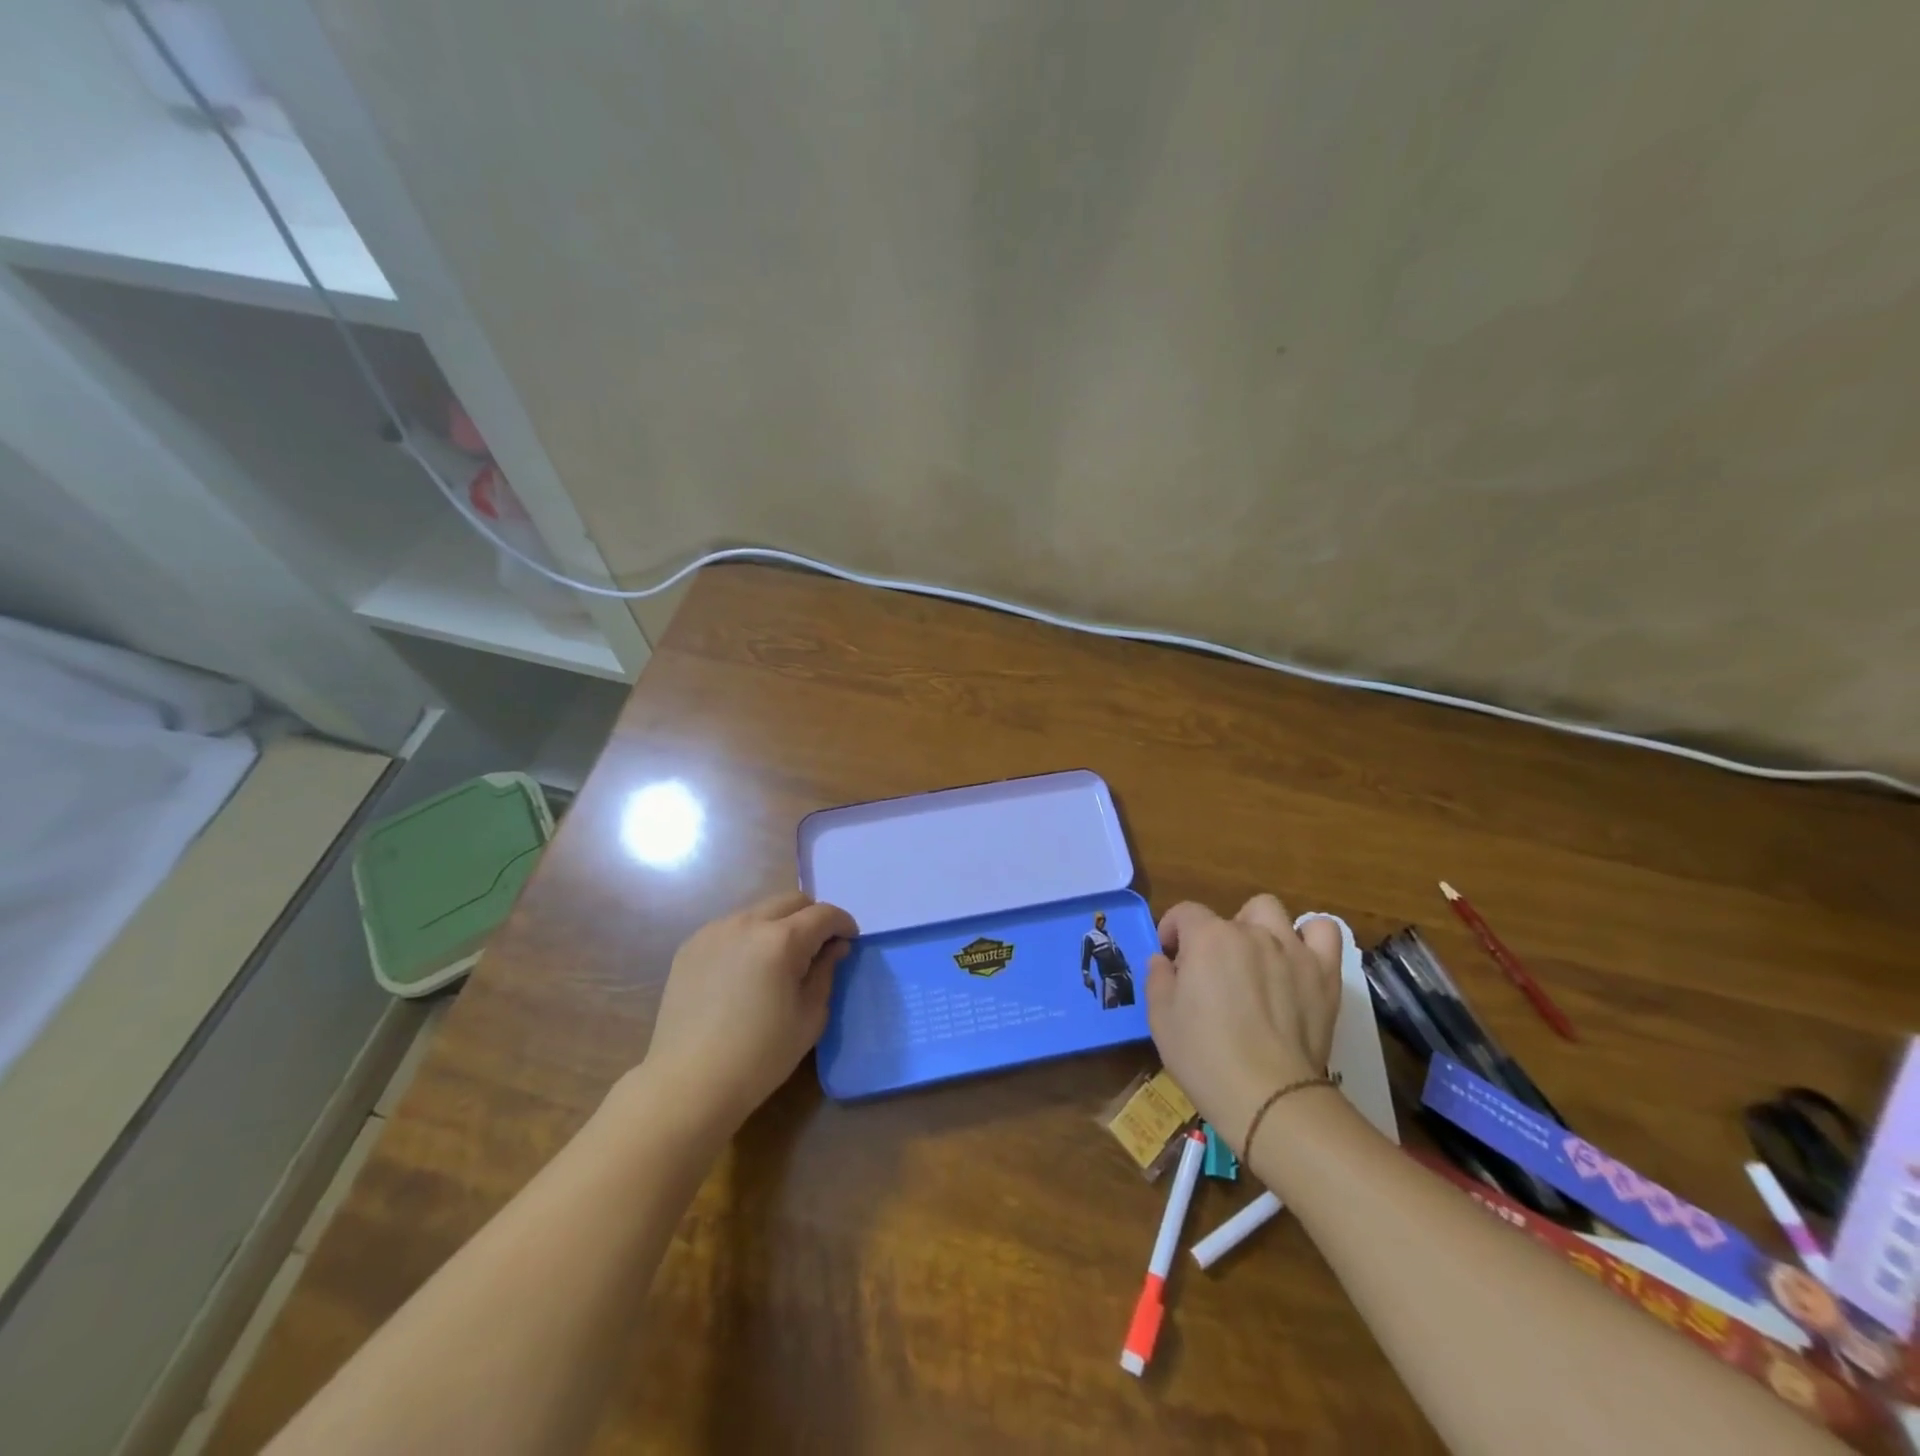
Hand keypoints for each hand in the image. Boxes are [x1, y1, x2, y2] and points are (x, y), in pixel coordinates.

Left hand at [643, 890, 855, 1138]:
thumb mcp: (809, 1017)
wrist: (688, 1084)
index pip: (823, 914)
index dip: (843, 924)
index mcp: (781, 941)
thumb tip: (835, 948)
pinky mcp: (691, 946)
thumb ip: (826, 972)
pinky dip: (749, 937)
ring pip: (760, 911)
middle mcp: (747, 923)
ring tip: (780, 960)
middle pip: (791, 901)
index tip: (849, 941)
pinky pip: (732, 928)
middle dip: (812, 917)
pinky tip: (746, 971)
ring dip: (779, 925)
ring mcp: (714, 931)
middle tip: (818, 947)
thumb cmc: (760, 1057)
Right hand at [1146, 894, 1342, 1152]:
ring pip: (1272, 913)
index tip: (1170, 958)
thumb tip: (1164, 961)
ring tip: (1256, 960)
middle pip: (1228, 916)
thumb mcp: (1160, 1018)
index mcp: (1207, 937)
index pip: (1185, 913)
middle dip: (1215, 935)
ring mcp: (1291, 949)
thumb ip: (1158, 978)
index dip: (1172, 931)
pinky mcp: (1324, 973)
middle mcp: (1250, 932)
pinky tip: (1298, 959)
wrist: (1268, 1097)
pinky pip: (1324, 932)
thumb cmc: (1204, 1056)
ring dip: (1259, 928)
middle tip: (1213, 971)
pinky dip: (1311, 937)